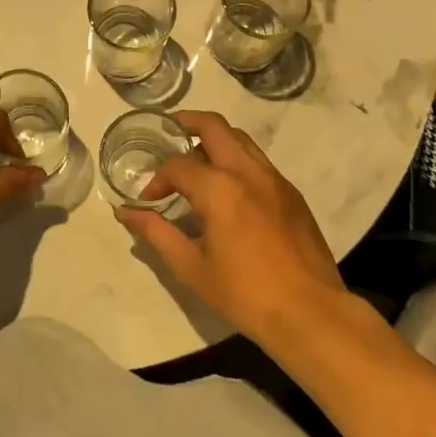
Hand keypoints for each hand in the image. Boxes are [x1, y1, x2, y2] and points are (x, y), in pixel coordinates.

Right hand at [112, 110, 347, 346]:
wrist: (310, 313)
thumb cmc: (245, 293)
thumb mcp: (191, 267)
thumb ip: (156, 232)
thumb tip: (125, 212)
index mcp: (219, 188)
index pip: (177, 165)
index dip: (157, 179)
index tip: (148, 201)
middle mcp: (247, 171)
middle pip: (214, 126)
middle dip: (187, 123)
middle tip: (169, 133)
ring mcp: (274, 179)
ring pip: (240, 139)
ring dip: (214, 140)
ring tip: (196, 161)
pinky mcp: (291, 193)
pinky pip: (258, 161)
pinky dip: (236, 160)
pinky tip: (229, 189)